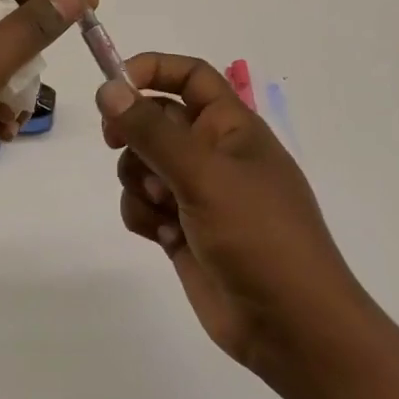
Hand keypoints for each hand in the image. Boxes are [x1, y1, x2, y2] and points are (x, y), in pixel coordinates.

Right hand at [97, 53, 365, 388]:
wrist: (290, 327)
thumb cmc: (259, 236)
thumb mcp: (204, 175)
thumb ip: (152, 131)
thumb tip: (108, 90)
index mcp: (232, 127)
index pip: (190, 76)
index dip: (152, 71)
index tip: (113, 86)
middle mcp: (213, 154)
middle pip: (155, 120)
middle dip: (134, 135)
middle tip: (117, 144)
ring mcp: (197, 193)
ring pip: (141, 165)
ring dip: (138, 182)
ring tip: (164, 209)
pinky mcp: (182, 229)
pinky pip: (143, 206)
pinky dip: (144, 217)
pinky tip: (165, 238)